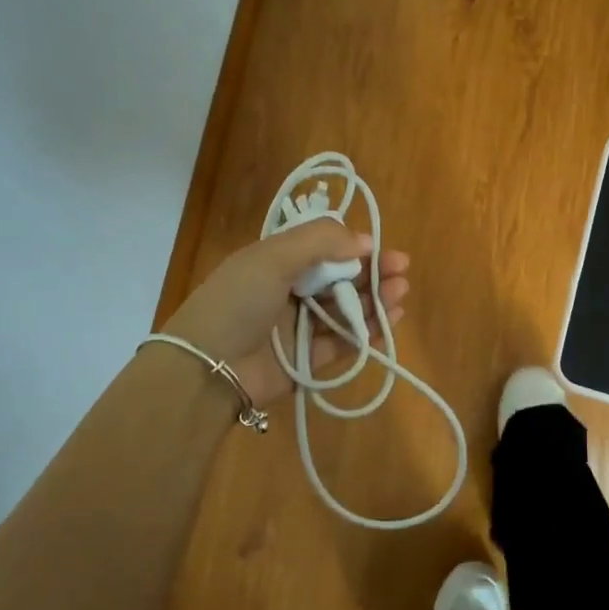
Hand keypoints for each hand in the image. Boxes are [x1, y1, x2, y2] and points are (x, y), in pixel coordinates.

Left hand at [162, 220, 409, 406]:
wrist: (207, 368)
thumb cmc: (238, 302)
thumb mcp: (273, 257)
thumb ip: (320, 241)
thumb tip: (365, 241)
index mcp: (276, 262)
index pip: (324, 250)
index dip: (355, 248)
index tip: (381, 248)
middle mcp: (289, 292)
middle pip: (340, 279)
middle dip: (372, 274)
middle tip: (401, 272)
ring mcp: (299, 328)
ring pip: (346, 311)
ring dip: (375, 301)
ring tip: (400, 293)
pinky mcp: (308, 360)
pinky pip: (344, 343)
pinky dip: (368, 332)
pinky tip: (390, 321)